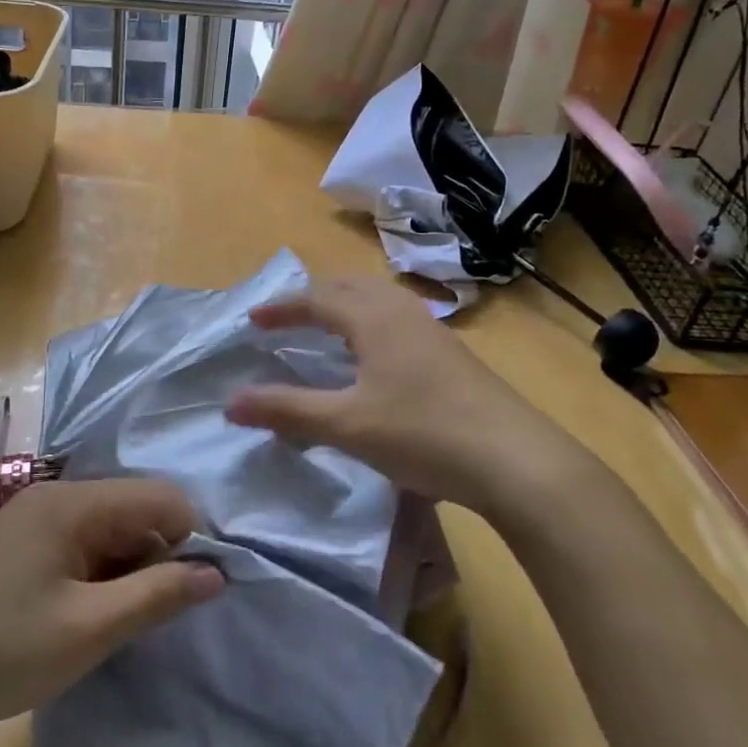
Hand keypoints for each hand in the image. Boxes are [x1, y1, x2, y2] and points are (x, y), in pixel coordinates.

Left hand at [0, 479, 223, 732]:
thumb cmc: (2, 649)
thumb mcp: (88, 629)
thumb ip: (156, 595)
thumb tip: (216, 572)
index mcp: (73, 502)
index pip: (159, 496)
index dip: (188, 539)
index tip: (191, 593)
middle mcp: (55, 496)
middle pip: (133, 509)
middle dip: (156, 555)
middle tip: (148, 616)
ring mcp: (33, 517)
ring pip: (108, 529)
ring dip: (126, 569)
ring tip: (116, 622)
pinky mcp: (20, 543)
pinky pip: (80, 543)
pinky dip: (98, 573)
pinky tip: (86, 614)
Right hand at [223, 276, 592, 525]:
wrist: (516, 460)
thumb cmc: (423, 433)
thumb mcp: (346, 425)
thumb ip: (287, 410)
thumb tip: (230, 402)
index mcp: (374, 318)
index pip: (317, 298)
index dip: (282, 308)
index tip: (253, 321)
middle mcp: (403, 312)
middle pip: (351, 285)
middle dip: (314, 296)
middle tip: (288, 318)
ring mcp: (433, 331)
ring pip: (379, 300)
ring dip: (346, 306)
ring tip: (327, 330)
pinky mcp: (452, 355)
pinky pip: (398, 319)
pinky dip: (370, 323)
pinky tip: (374, 357)